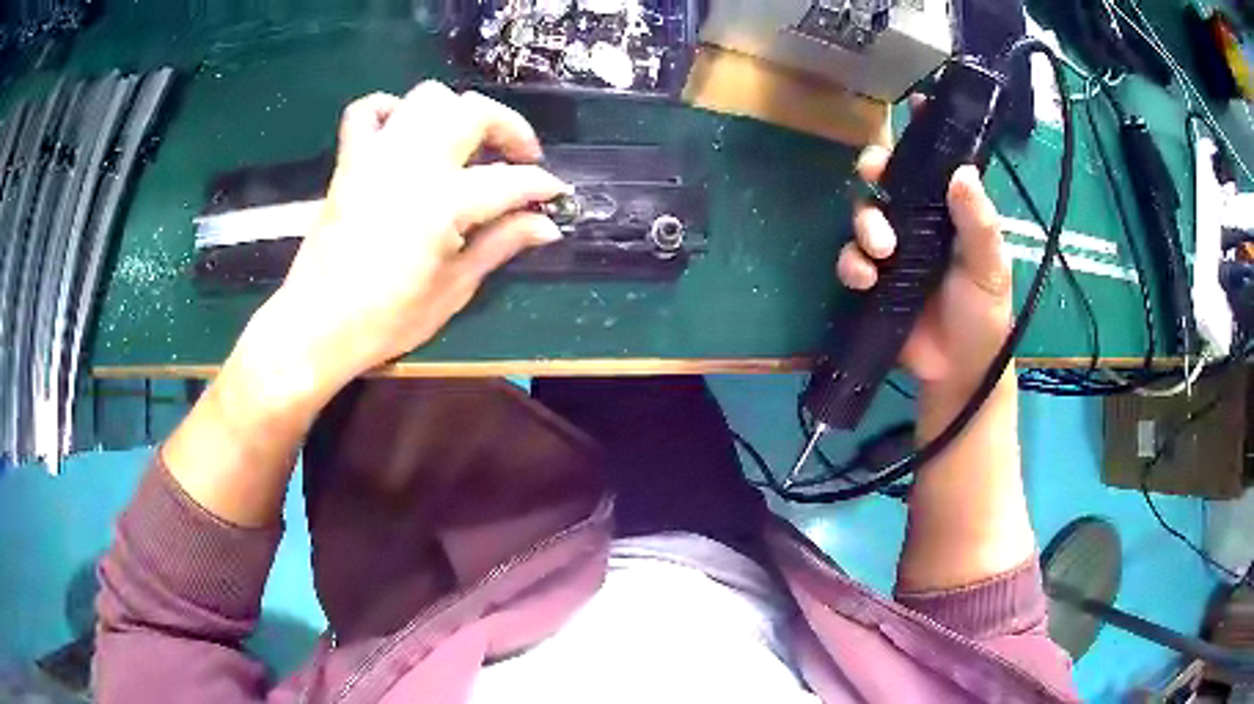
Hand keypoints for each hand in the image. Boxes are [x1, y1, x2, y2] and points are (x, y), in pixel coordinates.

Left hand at [256, 82, 569, 392]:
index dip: (542, 186)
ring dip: (457, 112)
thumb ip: (500, 245)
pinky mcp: (349, 162)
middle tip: (520, 158)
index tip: (557, 195)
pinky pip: (366, 112)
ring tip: (467, 143)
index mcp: (443, 203)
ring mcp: (376, 156)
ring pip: (426, 98)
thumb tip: (546, 225)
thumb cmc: (386, 321)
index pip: (509, 181)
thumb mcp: (453, 290)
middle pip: (473, 111)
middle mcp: (412, 164)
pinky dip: (389, 110)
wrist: (316, 328)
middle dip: (509, 127)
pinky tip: (404, 131)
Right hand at [837, 146, 1010, 400]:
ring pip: (864, 214)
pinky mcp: (873, 281)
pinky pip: (850, 259)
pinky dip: (852, 263)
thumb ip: (978, 223)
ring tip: (882, 249)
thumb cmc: (982, 315)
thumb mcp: (990, 267)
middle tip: (875, 173)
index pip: (937, 164)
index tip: (915, 101)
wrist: (957, 371)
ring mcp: (894, 252)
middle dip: (876, 169)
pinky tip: (867, 279)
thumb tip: (962, 172)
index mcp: (950, 213)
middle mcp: (919, 223)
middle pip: (889, 179)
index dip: (926, 132)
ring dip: (865, 223)